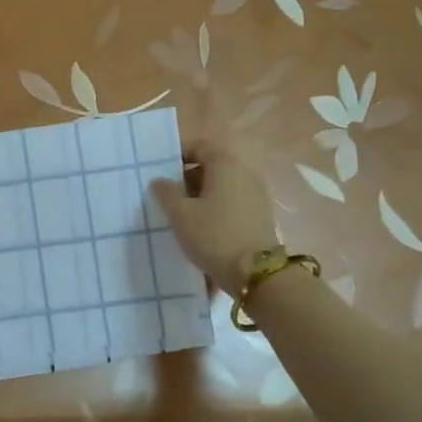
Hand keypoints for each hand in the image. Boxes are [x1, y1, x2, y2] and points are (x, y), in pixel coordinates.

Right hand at [148, 141, 278, 295]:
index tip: (160, 171)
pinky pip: (232, 203)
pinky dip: (215, 209)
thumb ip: (166, 192)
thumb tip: (160, 181)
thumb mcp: (180, 214)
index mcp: (226, 164)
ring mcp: (256, 195)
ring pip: (221, 187)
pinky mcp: (260, 216)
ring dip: (201, 196)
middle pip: (211, 167)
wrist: (256, 274)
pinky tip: (202, 229)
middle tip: (167, 196)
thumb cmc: (214, 235)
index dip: (178, 155)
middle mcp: (245, 173)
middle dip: (187, 179)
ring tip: (181, 216)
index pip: (200, 147)